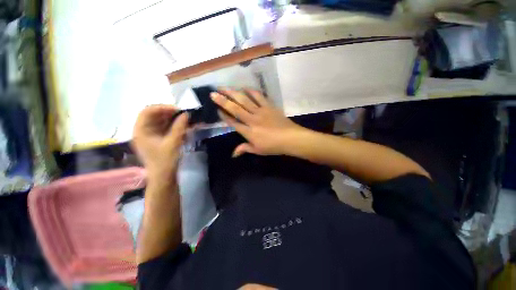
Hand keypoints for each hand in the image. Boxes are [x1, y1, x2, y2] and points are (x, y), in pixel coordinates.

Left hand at [132, 105, 188, 180]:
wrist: (164, 177)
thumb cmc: (165, 161)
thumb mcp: (173, 143)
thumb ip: (179, 127)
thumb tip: (186, 114)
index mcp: (141, 131)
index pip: (147, 112)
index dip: (162, 108)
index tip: (177, 109)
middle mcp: (144, 131)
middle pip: (154, 115)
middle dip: (169, 113)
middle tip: (184, 114)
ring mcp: (151, 135)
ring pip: (161, 121)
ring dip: (173, 119)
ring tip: (186, 119)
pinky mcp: (159, 139)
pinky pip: (166, 128)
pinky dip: (175, 126)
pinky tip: (184, 126)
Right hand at [211, 88, 304, 156]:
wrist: (290, 138)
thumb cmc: (273, 146)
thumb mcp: (258, 150)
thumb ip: (245, 149)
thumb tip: (233, 154)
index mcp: (249, 132)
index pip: (233, 122)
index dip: (224, 116)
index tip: (217, 109)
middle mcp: (252, 120)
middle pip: (235, 109)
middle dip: (223, 101)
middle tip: (213, 93)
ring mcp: (260, 111)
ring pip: (244, 100)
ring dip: (233, 93)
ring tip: (224, 87)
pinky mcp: (269, 106)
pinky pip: (259, 96)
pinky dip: (251, 91)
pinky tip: (245, 87)